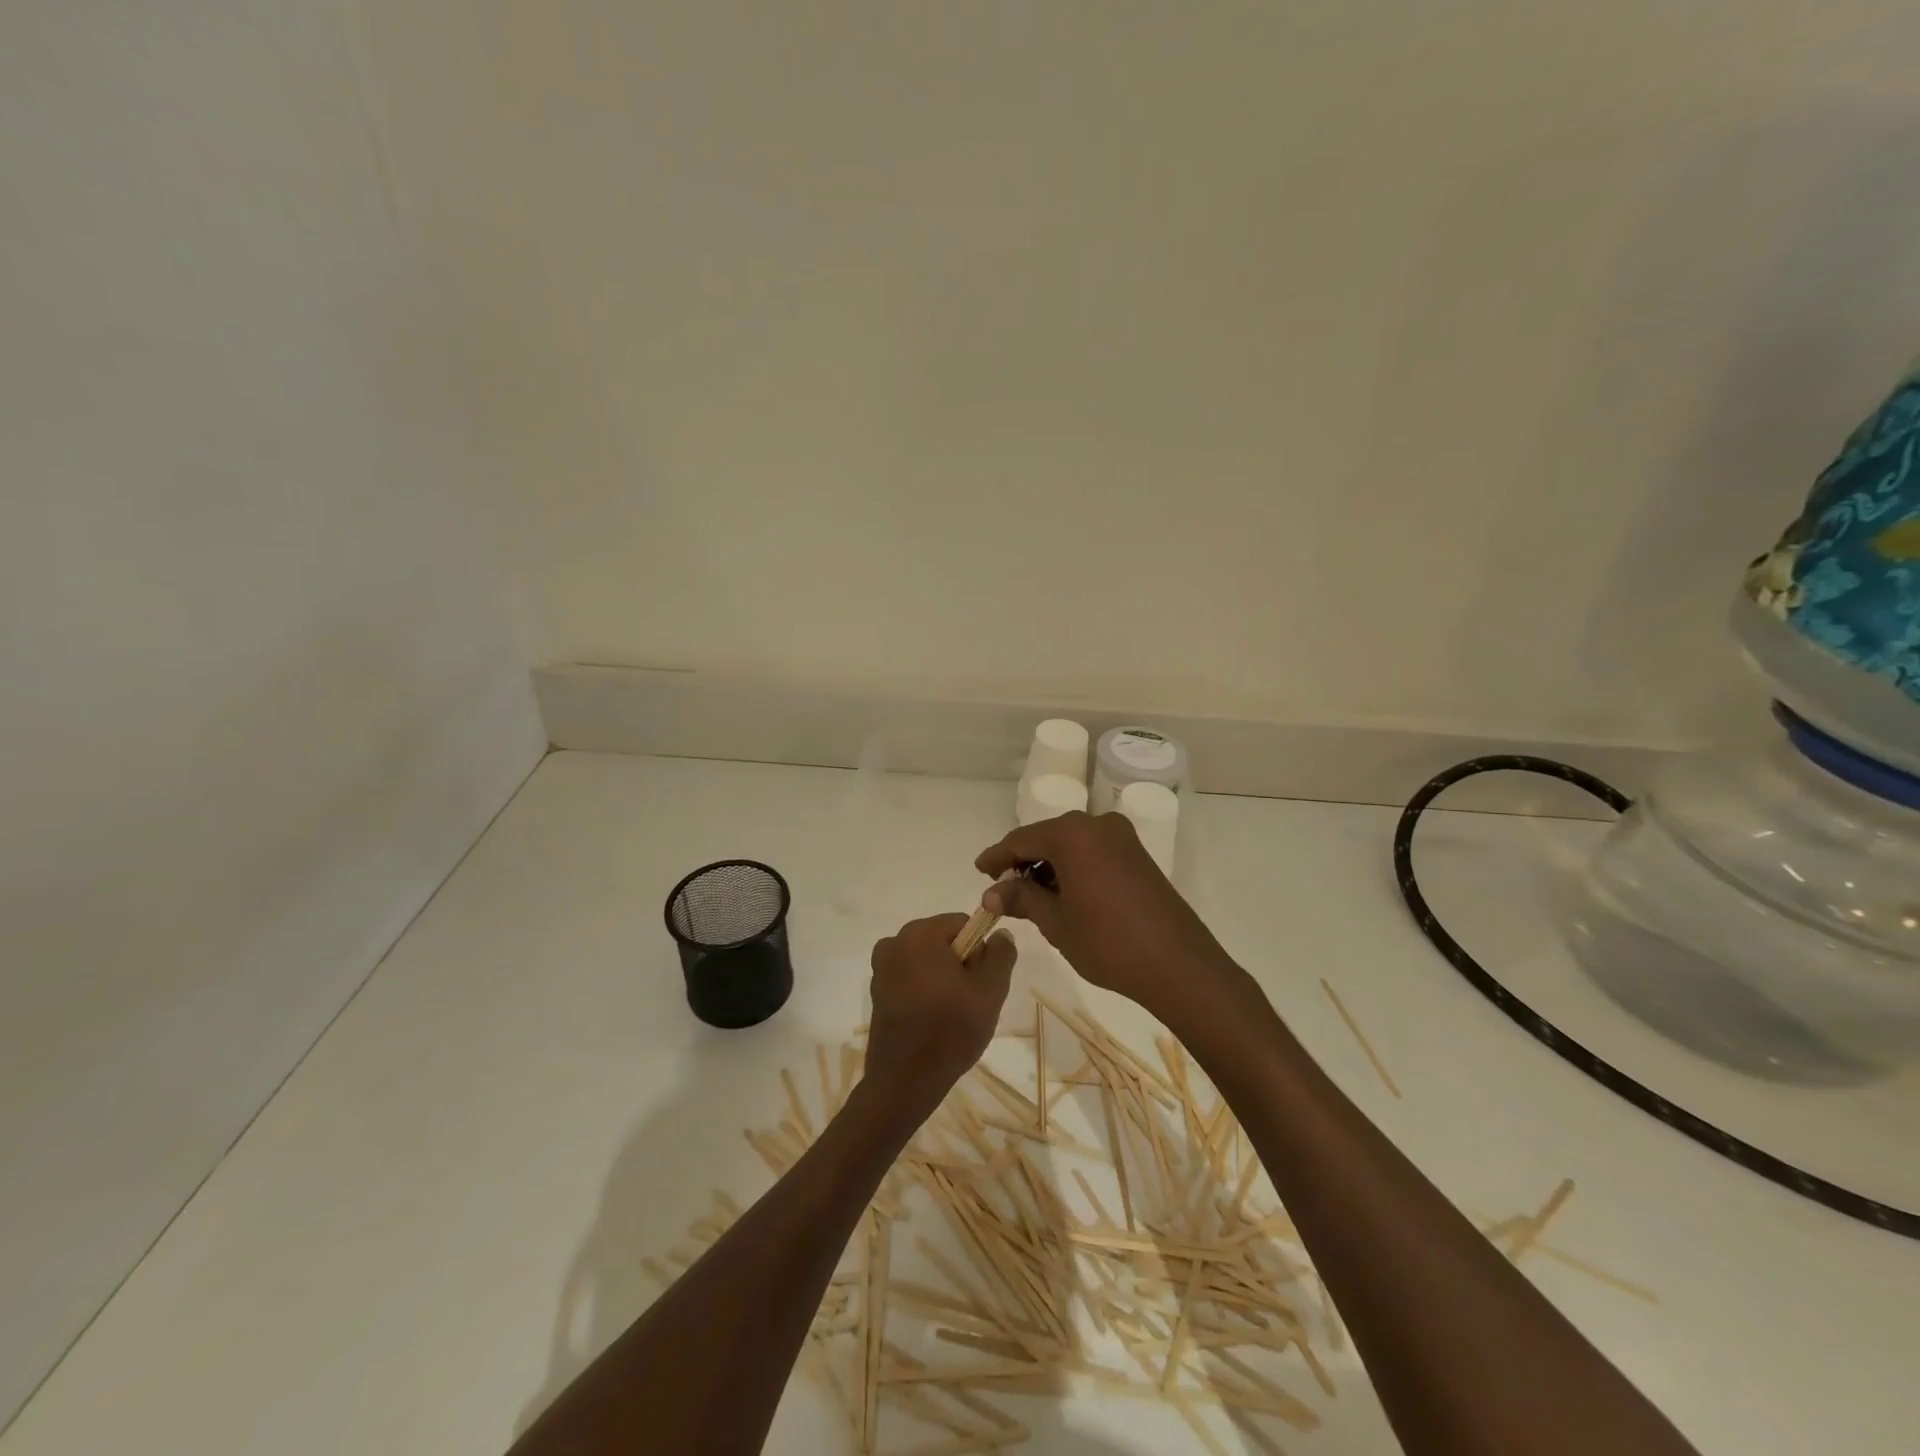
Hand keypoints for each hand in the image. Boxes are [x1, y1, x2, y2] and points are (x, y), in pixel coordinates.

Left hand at [862, 913, 1015, 1120]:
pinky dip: (925, 991)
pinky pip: (912, 977)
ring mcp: (881, 967)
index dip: (979, 951)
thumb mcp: (990, 990)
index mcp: (919, 934)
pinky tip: (931, 1021)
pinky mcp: (877, 991)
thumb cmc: (950, 1031)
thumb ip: (1001, 954)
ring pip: (928, 960)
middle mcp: (894, 942)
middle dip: (961, 964)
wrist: (904, 1083)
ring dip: (943, 979)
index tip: (980, 983)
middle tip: (968, 1002)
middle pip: (944, 940)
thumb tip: (1000, 933)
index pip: (964, 924)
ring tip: (951, 1015)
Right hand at [975, 812, 1244, 1028]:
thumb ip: (1022, 899)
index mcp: (1073, 835)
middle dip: (1023, 861)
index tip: (979, 872)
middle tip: (1002, 888)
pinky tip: (1062, 893)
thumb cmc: (1108, 943)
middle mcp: (1097, 825)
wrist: (1178, 964)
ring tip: (1030, 896)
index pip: (1021, 839)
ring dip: (1048, 865)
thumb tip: (992, 893)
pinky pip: (1092, 851)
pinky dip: (1072, 867)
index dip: (997, 857)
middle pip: (1047, 836)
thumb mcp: (1056, 922)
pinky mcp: (1137, 854)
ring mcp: (1122, 838)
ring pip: (1071, 844)